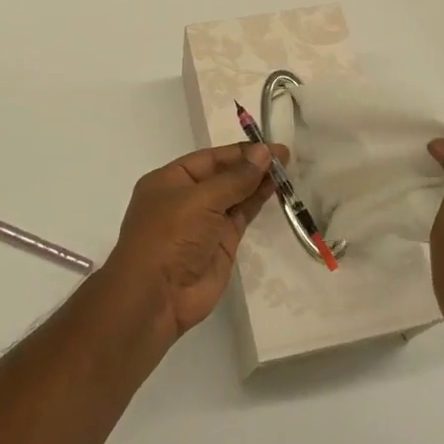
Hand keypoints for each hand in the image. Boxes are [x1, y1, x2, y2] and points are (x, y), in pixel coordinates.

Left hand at [102, 141, 285, 347]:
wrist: (158, 296)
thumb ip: (235, 178)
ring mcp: (204, 222)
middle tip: (284, 156)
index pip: (209, 158)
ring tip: (285, 169)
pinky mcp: (221, 243)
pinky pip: (241, 216)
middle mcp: (186, 198)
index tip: (269, 147)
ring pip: (235, 195)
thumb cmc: (170, 237)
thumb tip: (264, 153)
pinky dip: (256, 202)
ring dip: (257, 182)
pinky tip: (274, 189)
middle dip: (251, 165)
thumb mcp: (201, 200)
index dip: (239, 152)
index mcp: (170, 180)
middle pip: (223, 175)